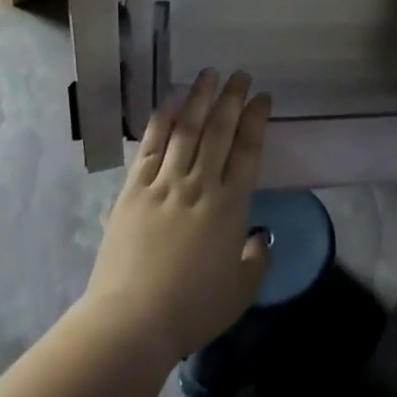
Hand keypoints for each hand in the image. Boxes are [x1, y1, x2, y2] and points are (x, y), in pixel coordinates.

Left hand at [83, 69, 272, 362]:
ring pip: (185, 130)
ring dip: (198, 99)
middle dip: (231, 98)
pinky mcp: (133, 191)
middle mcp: (200, 185)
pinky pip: (150, 148)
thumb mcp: (240, 292)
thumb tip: (257, 237)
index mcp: (231, 206)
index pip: (248, 150)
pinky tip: (167, 103)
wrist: (132, 321)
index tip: (263, 98)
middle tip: (240, 74)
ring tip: (208, 75)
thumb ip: (254, 260)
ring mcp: (164, 184)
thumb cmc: (192, 310)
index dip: (257, 120)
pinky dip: (160, 123)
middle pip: (219, 131)